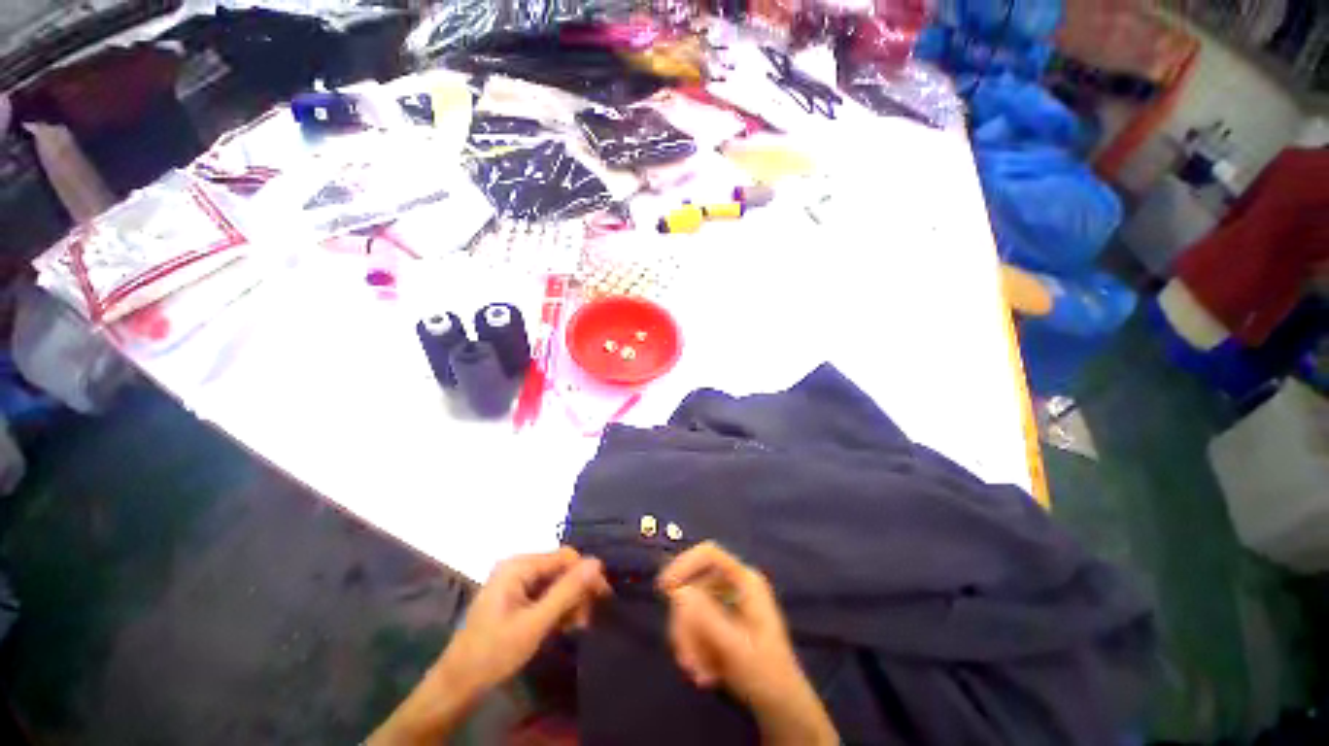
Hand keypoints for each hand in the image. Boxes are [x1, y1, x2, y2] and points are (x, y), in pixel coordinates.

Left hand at [440, 548, 610, 695]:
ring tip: (576, 626)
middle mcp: (517, 567)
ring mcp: (515, 582)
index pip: (565, 557)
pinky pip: (544, 594)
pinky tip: (563, 625)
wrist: (457, 685)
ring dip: (568, 602)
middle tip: (587, 620)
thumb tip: (597, 563)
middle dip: (576, 592)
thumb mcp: (535, 624)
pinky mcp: (514, 597)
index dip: (586, 574)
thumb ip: (567, 592)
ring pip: (554, 583)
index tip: (603, 597)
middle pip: (560, 569)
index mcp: (519, 566)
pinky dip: (556, 608)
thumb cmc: (494, 653)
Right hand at [658, 542, 837, 745]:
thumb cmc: (767, 674)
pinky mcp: (719, 620)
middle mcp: (734, 585)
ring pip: (690, 608)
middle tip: (685, 660)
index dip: (683, 564)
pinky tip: (705, 674)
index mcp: (745, 581)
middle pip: (694, 586)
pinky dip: (693, 648)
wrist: (781, 707)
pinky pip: (693, 624)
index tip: (664, 588)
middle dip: (685, 624)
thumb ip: (707, 618)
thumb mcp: (736, 648)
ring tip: (698, 675)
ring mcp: (726, 602)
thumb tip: (678, 592)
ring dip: (689, 642)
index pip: (709, 554)